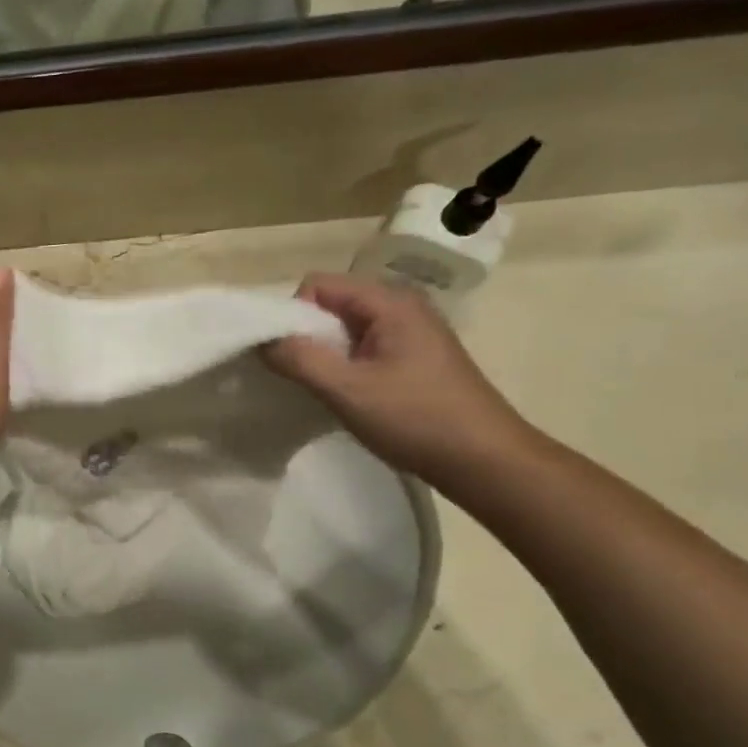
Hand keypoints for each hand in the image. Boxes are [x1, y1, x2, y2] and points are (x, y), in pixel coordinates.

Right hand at [261, 273, 536, 485]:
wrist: (485, 462)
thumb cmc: (417, 419)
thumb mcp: (347, 390)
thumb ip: (299, 359)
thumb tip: (262, 340)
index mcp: (390, 302)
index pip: (317, 285)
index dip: (293, 314)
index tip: (290, 355)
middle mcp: (401, 307)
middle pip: (331, 303)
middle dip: (306, 334)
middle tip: (302, 376)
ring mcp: (410, 333)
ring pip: (345, 328)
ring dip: (325, 353)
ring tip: (324, 388)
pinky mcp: (413, 358)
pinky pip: (362, 346)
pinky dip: (344, 365)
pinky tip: (348, 395)